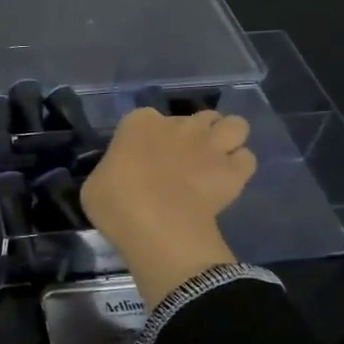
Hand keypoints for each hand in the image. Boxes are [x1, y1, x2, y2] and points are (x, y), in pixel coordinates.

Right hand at [81, 107, 256, 307]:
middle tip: (183, 160)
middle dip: (193, 134)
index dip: (148, 138)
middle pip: (197, 117)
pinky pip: (246, 159)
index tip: (143, 160)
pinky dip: (238, 168)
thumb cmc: (115, 203)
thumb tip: (122, 177)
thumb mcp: (97, 184)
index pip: (145, 118)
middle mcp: (179, 125)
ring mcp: (210, 145)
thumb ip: (114, 171)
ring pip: (234, 125)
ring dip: (226, 139)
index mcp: (139, 123)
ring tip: (214, 161)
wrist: (155, 226)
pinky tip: (226, 182)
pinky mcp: (233, 171)